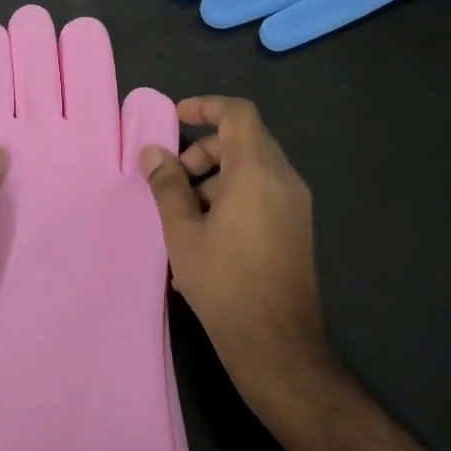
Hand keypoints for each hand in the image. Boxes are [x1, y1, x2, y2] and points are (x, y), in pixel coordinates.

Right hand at [140, 97, 335, 411]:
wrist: (277, 343)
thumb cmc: (224, 282)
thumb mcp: (182, 232)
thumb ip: (167, 186)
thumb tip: (154, 154)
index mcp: (257, 172)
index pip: (238, 114)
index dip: (206, 107)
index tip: (176, 117)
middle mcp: (283, 180)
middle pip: (244, 140)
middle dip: (204, 149)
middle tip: (172, 178)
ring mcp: (295, 206)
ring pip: (252, 168)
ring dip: (215, 176)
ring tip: (183, 213)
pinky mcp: (296, 228)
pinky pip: (262, 192)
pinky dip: (232, 195)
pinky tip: (206, 234)